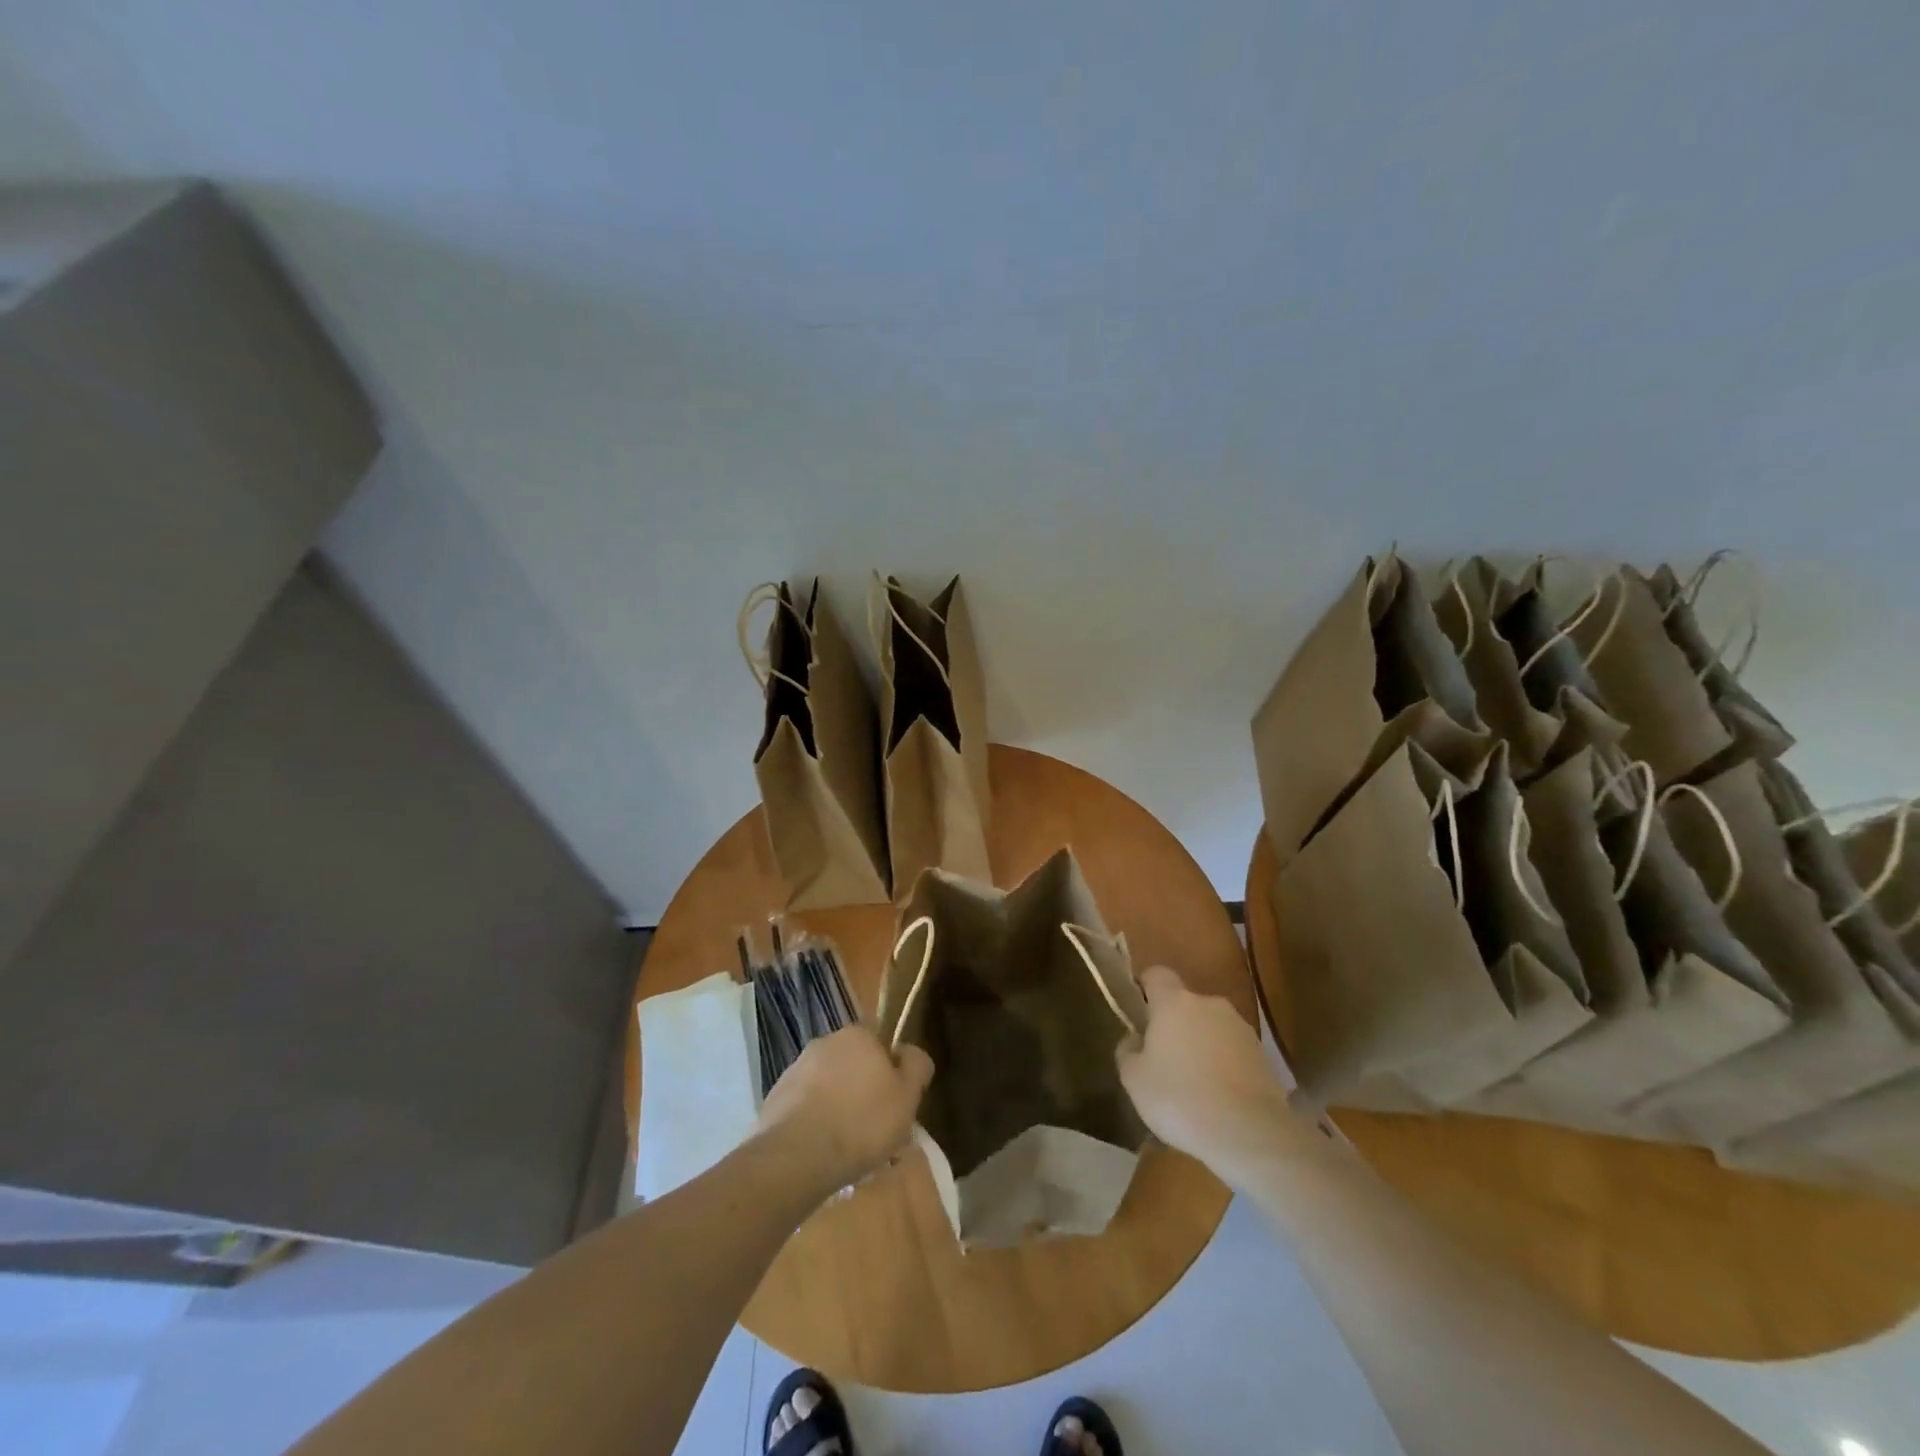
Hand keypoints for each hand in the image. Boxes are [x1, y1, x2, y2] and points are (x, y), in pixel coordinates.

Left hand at [754, 1026, 933, 1191]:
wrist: (796, 1156)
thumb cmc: (862, 1122)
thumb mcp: (907, 1096)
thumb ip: (916, 1067)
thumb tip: (911, 1053)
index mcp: (857, 1035)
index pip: (881, 1043)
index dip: (892, 1072)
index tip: (897, 1103)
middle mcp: (824, 1043)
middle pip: (854, 1065)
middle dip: (864, 1091)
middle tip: (876, 1130)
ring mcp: (795, 1070)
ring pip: (829, 1087)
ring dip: (839, 1108)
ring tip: (850, 1149)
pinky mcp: (775, 1099)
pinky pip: (806, 1108)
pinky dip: (815, 1124)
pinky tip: (823, 1153)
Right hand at [1116, 965, 1289, 1180]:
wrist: (1248, 1133)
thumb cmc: (1180, 1099)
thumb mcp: (1134, 1079)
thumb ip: (1128, 1050)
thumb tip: (1135, 1039)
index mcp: (1174, 1002)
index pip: (1157, 974)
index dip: (1146, 988)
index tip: (1139, 1012)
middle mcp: (1209, 1004)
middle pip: (1186, 1004)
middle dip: (1175, 1025)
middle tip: (1164, 1060)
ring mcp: (1241, 1028)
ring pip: (1212, 1028)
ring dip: (1202, 1046)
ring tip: (1195, 1086)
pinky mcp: (1263, 1056)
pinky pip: (1234, 1052)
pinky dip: (1225, 1066)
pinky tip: (1220, 1099)